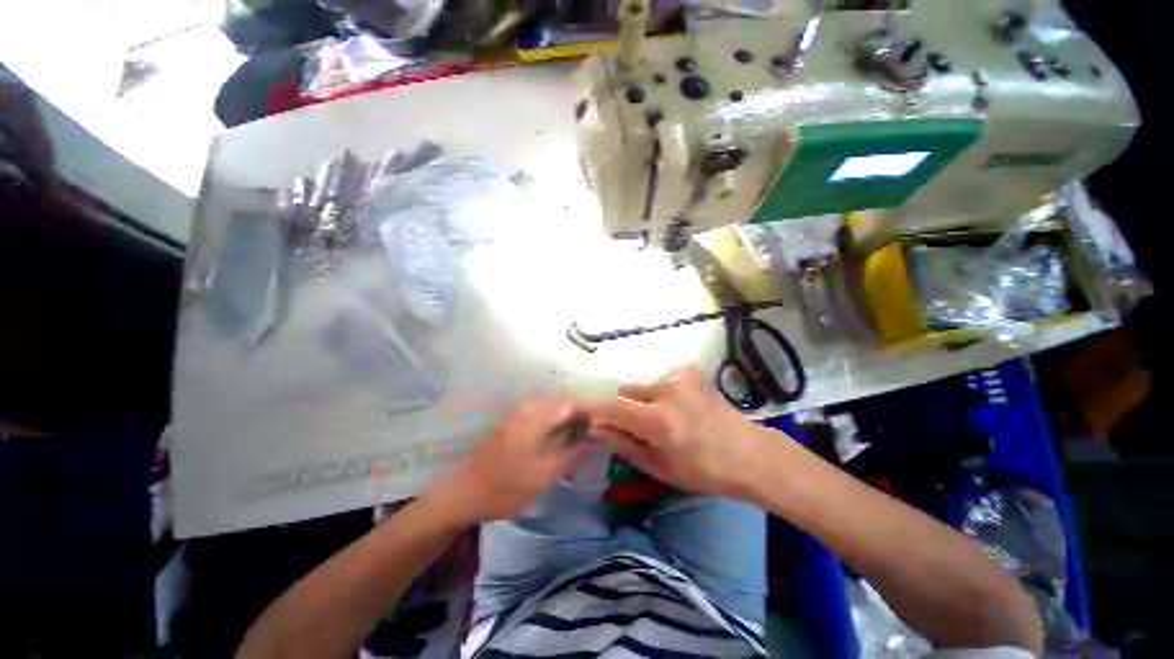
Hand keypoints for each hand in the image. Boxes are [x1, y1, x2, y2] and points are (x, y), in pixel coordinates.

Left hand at [423, 397, 589, 526]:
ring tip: (586, 433)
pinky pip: (543, 413)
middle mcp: (528, 406)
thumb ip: (573, 450)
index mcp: (536, 414)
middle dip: (584, 412)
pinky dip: (558, 421)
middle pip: (564, 401)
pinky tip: (564, 436)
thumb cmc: (505, 486)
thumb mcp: (545, 473)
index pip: (573, 401)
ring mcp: (519, 412)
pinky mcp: (514, 421)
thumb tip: (596, 435)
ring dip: (571, 417)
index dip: (594, 409)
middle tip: (601, 429)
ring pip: (554, 407)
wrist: (461, 494)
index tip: (609, 421)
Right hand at [590, 366, 770, 498]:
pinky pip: (659, 379)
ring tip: (661, 418)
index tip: (584, 417)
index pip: (610, 406)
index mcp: (657, 420)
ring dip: (641, 400)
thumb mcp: (658, 466)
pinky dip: (658, 393)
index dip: (593, 410)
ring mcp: (679, 376)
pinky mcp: (689, 370)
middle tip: (637, 427)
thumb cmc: (703, 470)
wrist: (749, 453)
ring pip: (641, 385)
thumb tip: (593, 429)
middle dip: (622, 408)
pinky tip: (677, 407)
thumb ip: (622, 443)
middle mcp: (665, 390)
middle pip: (624, 391)